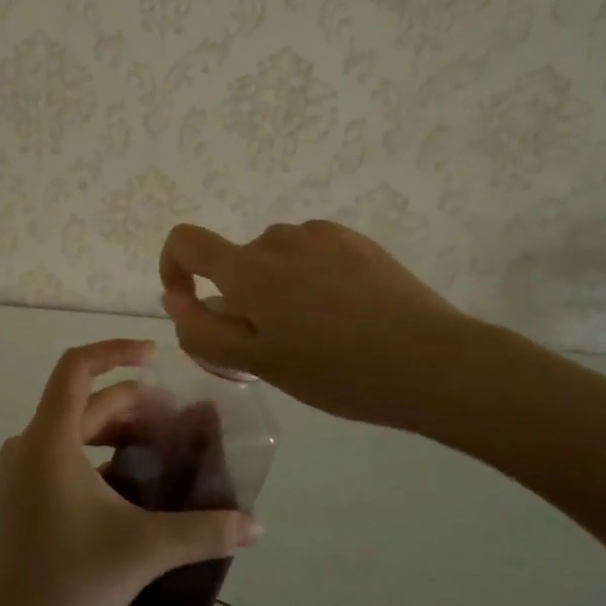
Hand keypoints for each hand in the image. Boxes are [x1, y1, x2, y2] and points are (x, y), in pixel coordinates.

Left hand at [0, 339, 260, 605]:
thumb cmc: (69, 582)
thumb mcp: (143, 549)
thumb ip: (203, 531)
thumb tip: (256, 526)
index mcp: (49, 439)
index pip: (77, 367)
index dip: (115, 350)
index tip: (154, 356)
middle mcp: (28, 444)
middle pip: (82, 401)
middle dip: (131, 403)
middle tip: (175, 421)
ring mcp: (17, 472)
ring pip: (71, 430)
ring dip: (114, 430)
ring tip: (156, 449)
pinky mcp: (16, 498)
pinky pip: (58, 456)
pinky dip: (94, 455)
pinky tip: (125, 487)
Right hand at [158, 220, 478, 435]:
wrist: (432, 359)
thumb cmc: (337, 370)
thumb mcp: (260, 364)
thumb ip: (204, 330)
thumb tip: (176, 299)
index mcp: (248, 269)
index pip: (185, 241)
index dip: (173, 266)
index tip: (192, 302)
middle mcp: (277, 238)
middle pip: (237, 261)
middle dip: (242, 297)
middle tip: (279, 345)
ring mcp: (319, 234)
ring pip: (276, 260)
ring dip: (279, 288)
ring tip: (320, 332)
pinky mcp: (353, 239)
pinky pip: (312, 253)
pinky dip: (312, 277)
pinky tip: (347, 312)